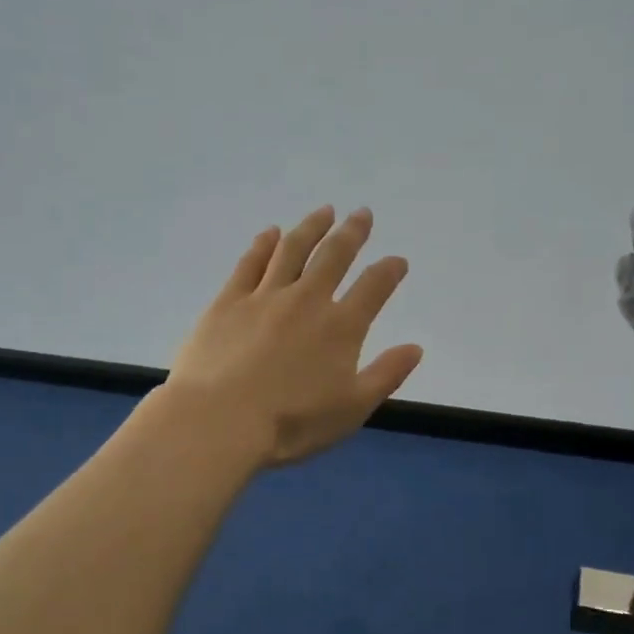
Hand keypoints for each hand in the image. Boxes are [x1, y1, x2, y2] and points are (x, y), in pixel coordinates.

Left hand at [165, 206, 423, 469]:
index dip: (389, 271)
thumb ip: (386, 375)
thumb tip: (416, 348)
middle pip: (334, 256)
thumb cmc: (291, 422)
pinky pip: (250, 263)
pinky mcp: (228, 302)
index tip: (398, 260)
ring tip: (324, 211)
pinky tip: (270, 233)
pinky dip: (264, 244)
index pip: (373, 288)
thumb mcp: (352, 408)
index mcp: (341, 327)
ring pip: (293, 250)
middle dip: (352, 233)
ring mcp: (264, 296)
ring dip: (311, 227)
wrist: (218, 421)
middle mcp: (307, 300)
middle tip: (362, 214)